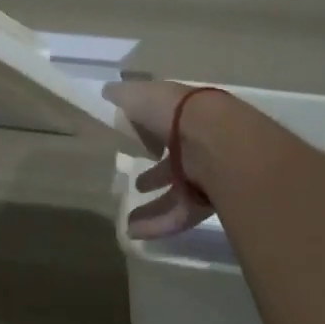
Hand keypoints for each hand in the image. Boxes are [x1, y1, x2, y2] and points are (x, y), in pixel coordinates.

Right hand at [104, 79, 219, 238]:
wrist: (217, 142)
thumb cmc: (175, 113)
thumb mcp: (140, 96)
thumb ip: (123, 96)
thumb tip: (107, 92)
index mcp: (185, 114)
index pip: (167, 122)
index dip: (150, 131)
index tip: (135, 141)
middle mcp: (199, 142)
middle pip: (176, 160)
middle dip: (157, 172)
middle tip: (140, 183)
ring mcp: (207, 173)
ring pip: (177, 191)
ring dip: (154, 205)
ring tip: (129, 220)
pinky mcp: (209, 201)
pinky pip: (180, 213)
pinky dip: (157, 223)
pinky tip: (134, 232)